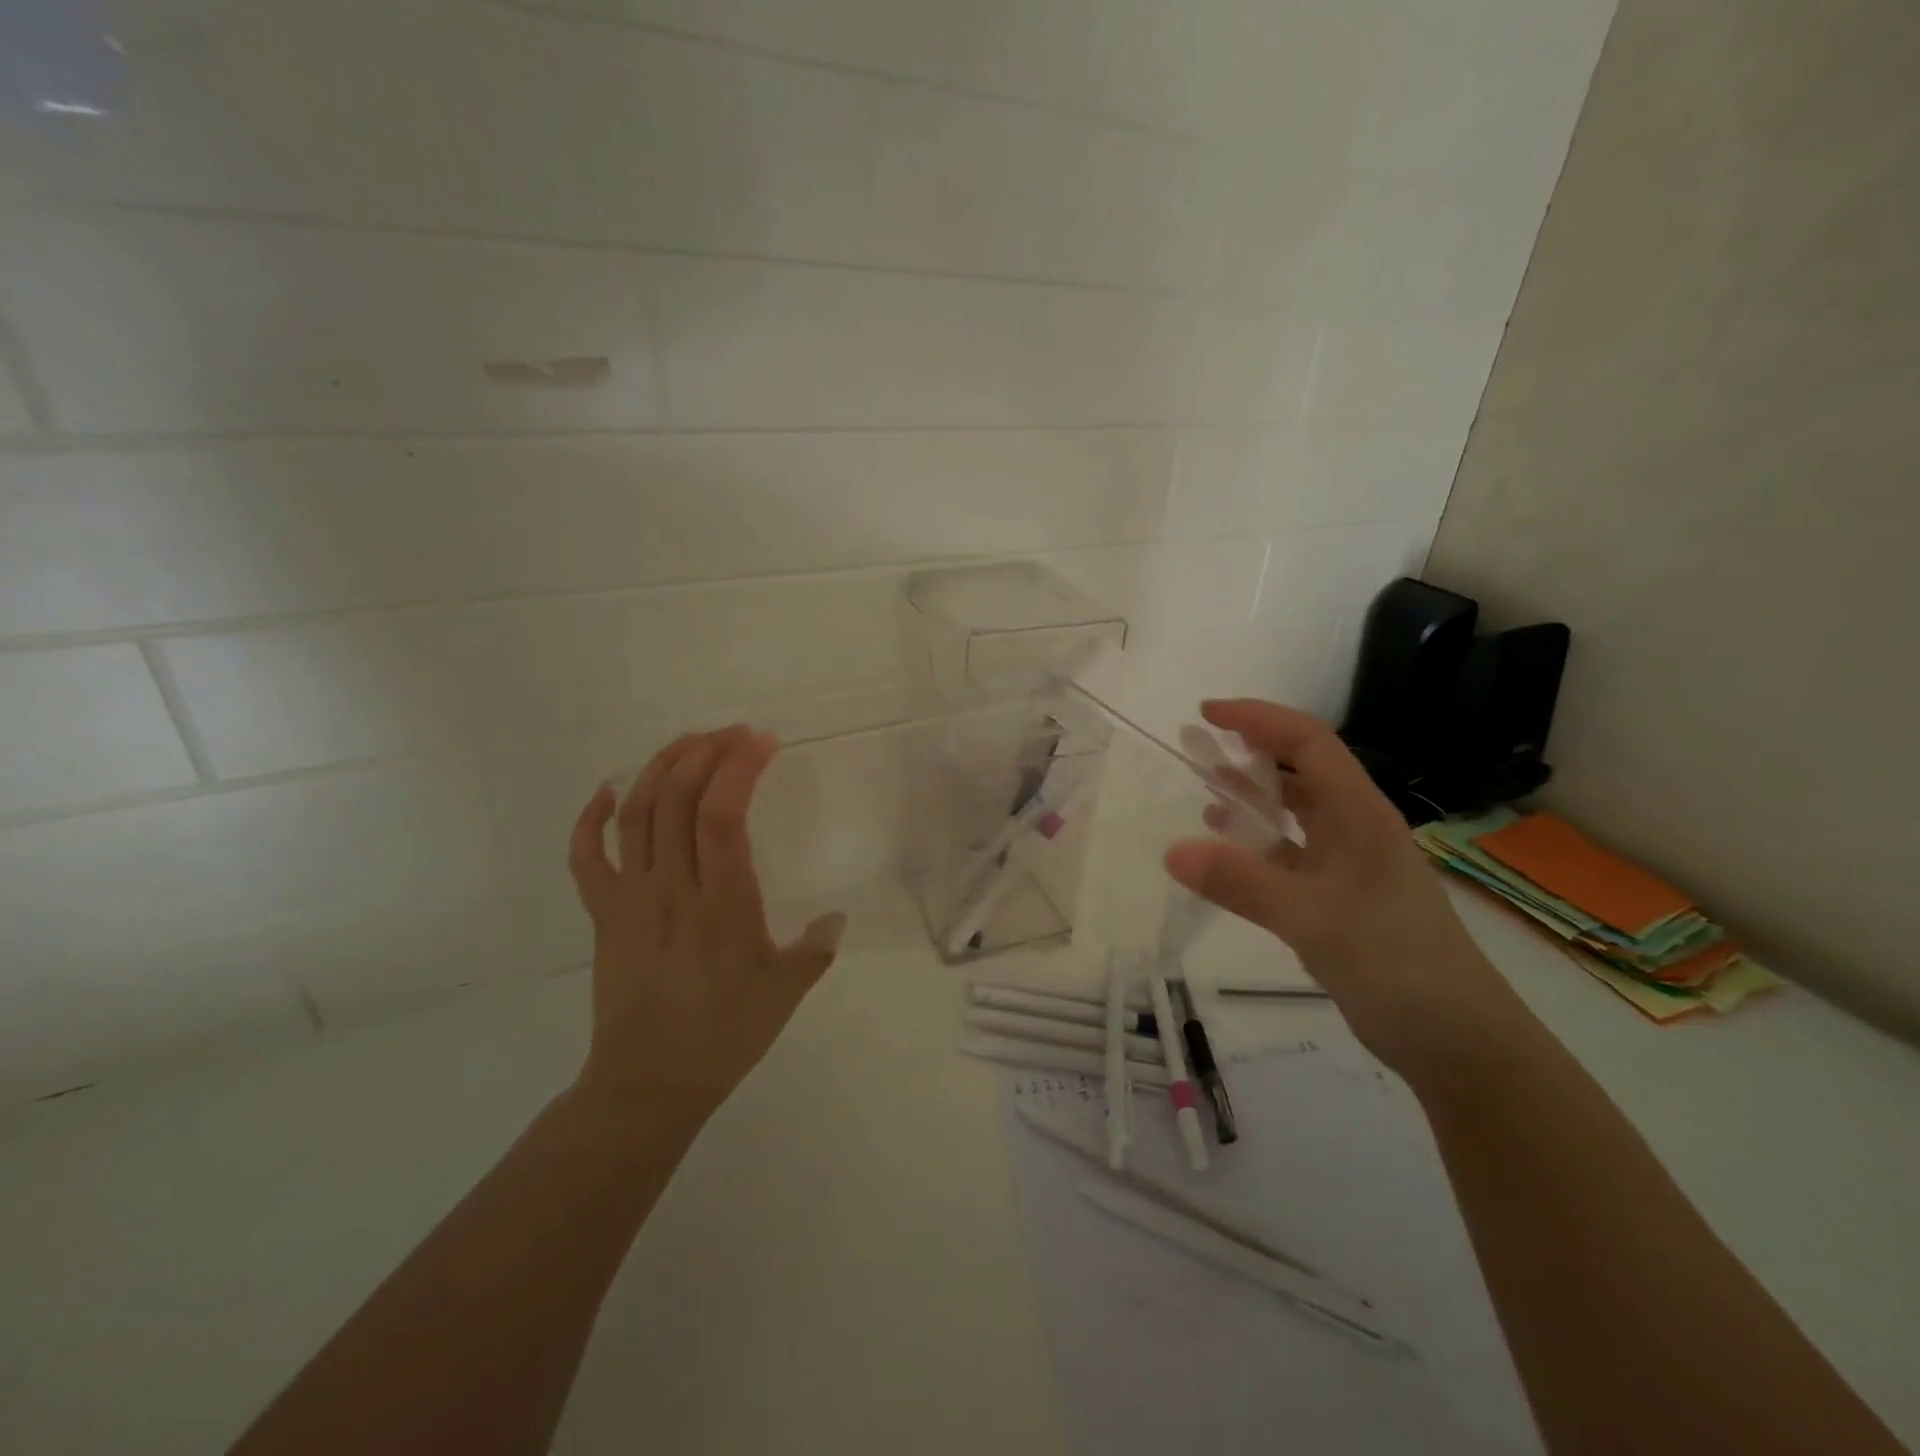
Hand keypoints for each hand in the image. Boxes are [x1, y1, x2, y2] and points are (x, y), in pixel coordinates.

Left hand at [566, 726, 846, 1118]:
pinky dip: (591, 817)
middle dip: (706, 752)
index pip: (723, 816)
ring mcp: (630, 899)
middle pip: (676, 799)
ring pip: (636, 814)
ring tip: (690, 742)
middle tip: (735, 733)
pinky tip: (609, 789)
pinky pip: (586, 856)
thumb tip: (834, 917)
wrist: (648, 1084)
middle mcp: (671, 889)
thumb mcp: (786, 993)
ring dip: (661, 767)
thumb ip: (815, 949)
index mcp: (721, 904)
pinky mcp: (604, 915)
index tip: (763, 740)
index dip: (739, 768)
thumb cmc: (724, 1036)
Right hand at [1166, 699, 1526, 1082]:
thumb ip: (1243, 884)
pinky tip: (1226, 856)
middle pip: (1300, 771)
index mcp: (1361, 815)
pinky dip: (1255, 848)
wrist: (1461, 1045)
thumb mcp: (1315, 921)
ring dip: (1251, 799)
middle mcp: (1356, 830)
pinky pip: (1288, 857)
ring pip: (1293, 816)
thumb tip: (1171, 851)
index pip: (1309, 742)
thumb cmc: (1400, 967)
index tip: (1207, 713)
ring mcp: (1348, 866)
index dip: (1259, 719)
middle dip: (1249, 753)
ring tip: (1202, 793)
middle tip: (1195, 749)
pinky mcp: (1337, 900)